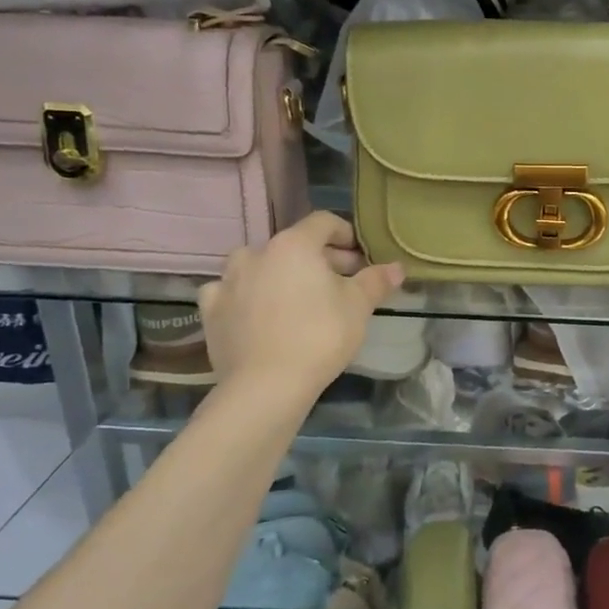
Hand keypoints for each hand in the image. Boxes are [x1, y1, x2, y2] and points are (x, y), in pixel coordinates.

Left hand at [198, 213, 403, 405]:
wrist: (266, 385)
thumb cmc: (320, 336)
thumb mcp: (358, 307)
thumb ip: (376, 281)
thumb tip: (396, 267)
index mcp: (294, 245)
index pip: (324, 223)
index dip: (346, 235)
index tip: (360, 258)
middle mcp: (256, 253)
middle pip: (293, 245)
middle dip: (320, 260)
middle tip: (341, 284)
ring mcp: (228, 280)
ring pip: (259, 266)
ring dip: (280, 275)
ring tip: (298, 299)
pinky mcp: (211, 310)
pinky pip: (232, 292)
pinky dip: (248, 297)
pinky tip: (259, 314)